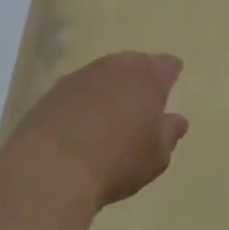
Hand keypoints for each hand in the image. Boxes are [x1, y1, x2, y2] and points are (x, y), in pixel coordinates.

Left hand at [2, 52, 189, 208]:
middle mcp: (116, 68)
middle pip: (134, 62)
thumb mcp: (155, 156)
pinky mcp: (54, 91)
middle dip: (141, 74)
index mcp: (147, 78)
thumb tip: (177, 119)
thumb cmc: (117, 161)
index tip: (173, 79)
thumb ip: (169, 134)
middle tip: (144, 93)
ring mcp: (81, 76)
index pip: (166, 65)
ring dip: (111, 84)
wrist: (51, 167)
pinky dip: (86, 97)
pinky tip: (85, 116)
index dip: (171, 72)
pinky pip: (79, 87)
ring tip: (114, 106)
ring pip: (104, 71)